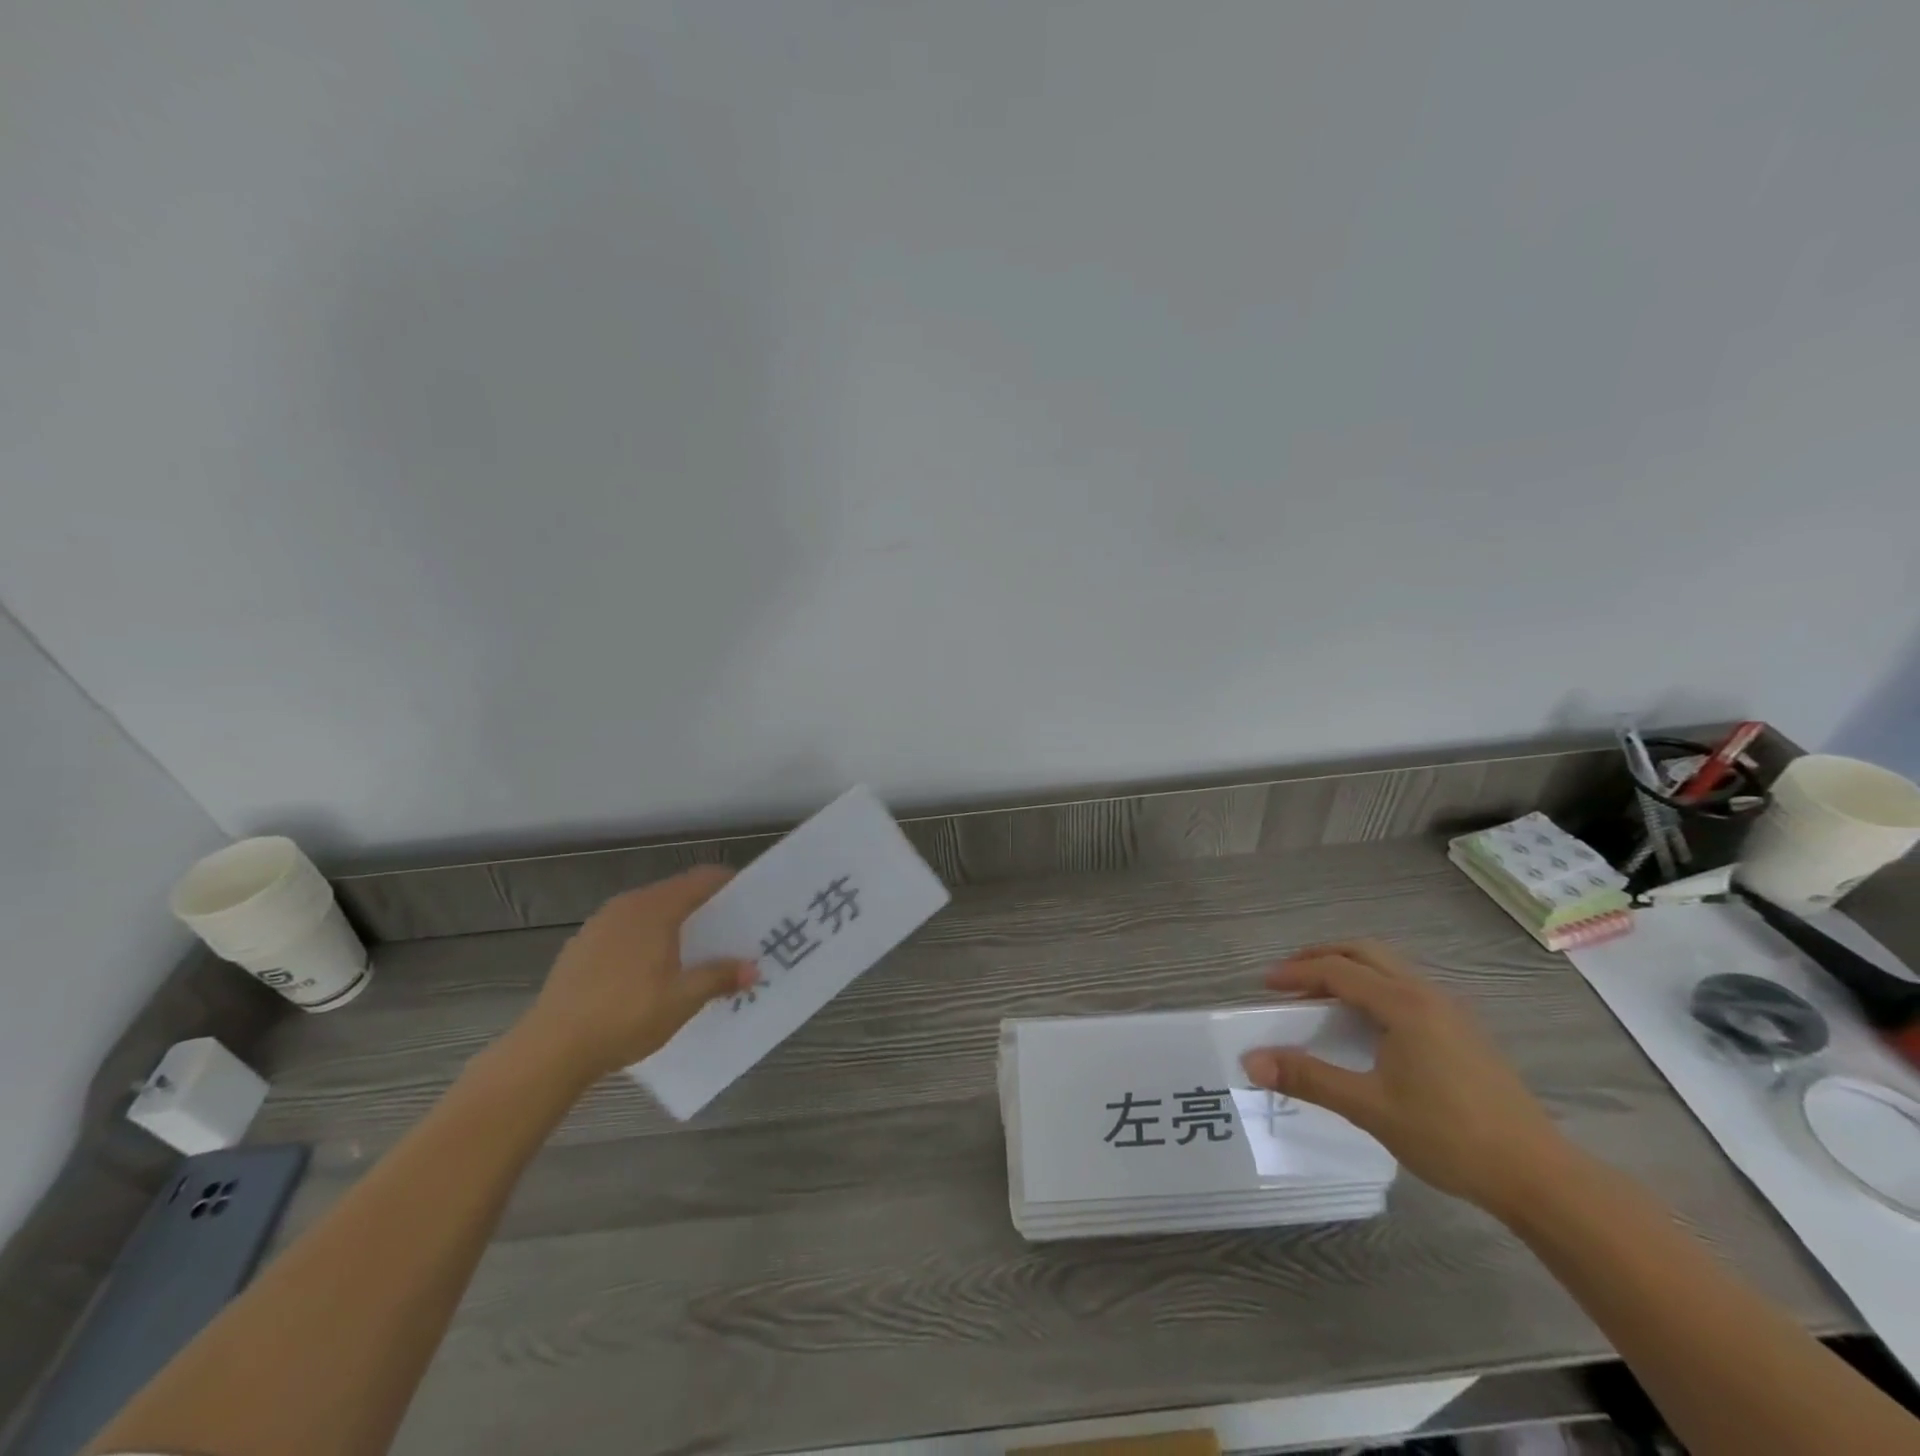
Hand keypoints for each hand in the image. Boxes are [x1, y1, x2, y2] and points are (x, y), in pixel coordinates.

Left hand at [510, 867, 756, 1083]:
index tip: (750, 901)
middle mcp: (627, 905)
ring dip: (673, 927)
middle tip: (729, 934)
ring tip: (693, 956)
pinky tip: (649, 975)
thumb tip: (752, 969)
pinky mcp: (580, 948)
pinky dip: (646, 942)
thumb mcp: (682, 1000)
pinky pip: (626, 932)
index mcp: (656, 908)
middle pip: (675, 894)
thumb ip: (719, 977)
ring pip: (648, 914)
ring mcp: (599, 925)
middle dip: (704, 910)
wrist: (550, 1049)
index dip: (728, 884)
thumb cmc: (625, 1016)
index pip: (701, 879)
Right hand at [1240, 940, 1569, 1215]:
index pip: (1337, 970)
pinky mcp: (1463, 1030)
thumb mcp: (1370, 1107)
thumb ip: (1308, 1078)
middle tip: (1289, 979)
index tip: (1263, 986)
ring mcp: (1450, 1010)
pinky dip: (1372, 987)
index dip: (1295, 973)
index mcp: (1403, 1004)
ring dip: (1348, 970)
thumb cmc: (1450, 1136)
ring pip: (1388, 968)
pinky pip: (1405, 987)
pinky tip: (1366, 1023)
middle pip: (1364, 952)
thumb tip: (1252, 1061)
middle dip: (1321, 957)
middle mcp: (1426, 994)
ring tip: (1320, 997)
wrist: (1538, 1176)